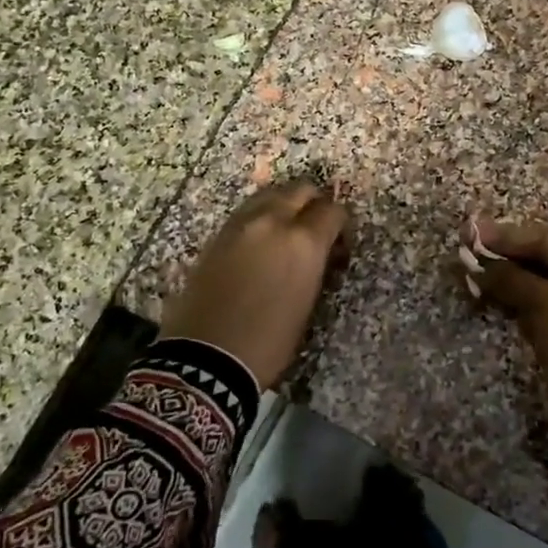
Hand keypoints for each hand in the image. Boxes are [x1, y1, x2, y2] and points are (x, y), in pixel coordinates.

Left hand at [160, 182, 349, 389]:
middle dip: (313, 203)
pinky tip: (260, 241)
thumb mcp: (307, 304)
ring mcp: (240, 225)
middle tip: (315, 227)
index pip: (332, 210)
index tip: (339, 243)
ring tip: (287, 231)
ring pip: (269, 195)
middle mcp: (272, 222)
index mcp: (303, 242)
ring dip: (283, 205)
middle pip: (299, 190)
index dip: (340, 224)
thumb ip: (315, 265)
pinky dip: (260, 217)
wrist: (206, 358)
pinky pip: (246, 212)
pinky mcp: (216, 235)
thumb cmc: (269, 342)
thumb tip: (319, 251)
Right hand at [467, 219, 547, 432]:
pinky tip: (488, 297)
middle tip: (466, 253)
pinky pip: (542, 311)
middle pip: (543, 262)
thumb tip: (475, 264)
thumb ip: (509, 278)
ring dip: (507, 283)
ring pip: (540, 288)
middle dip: (504, 260)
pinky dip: (518, 305)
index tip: (470, 232)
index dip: (505, 236)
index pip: (547, 240)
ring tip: (471, 275)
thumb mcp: (546, 302)